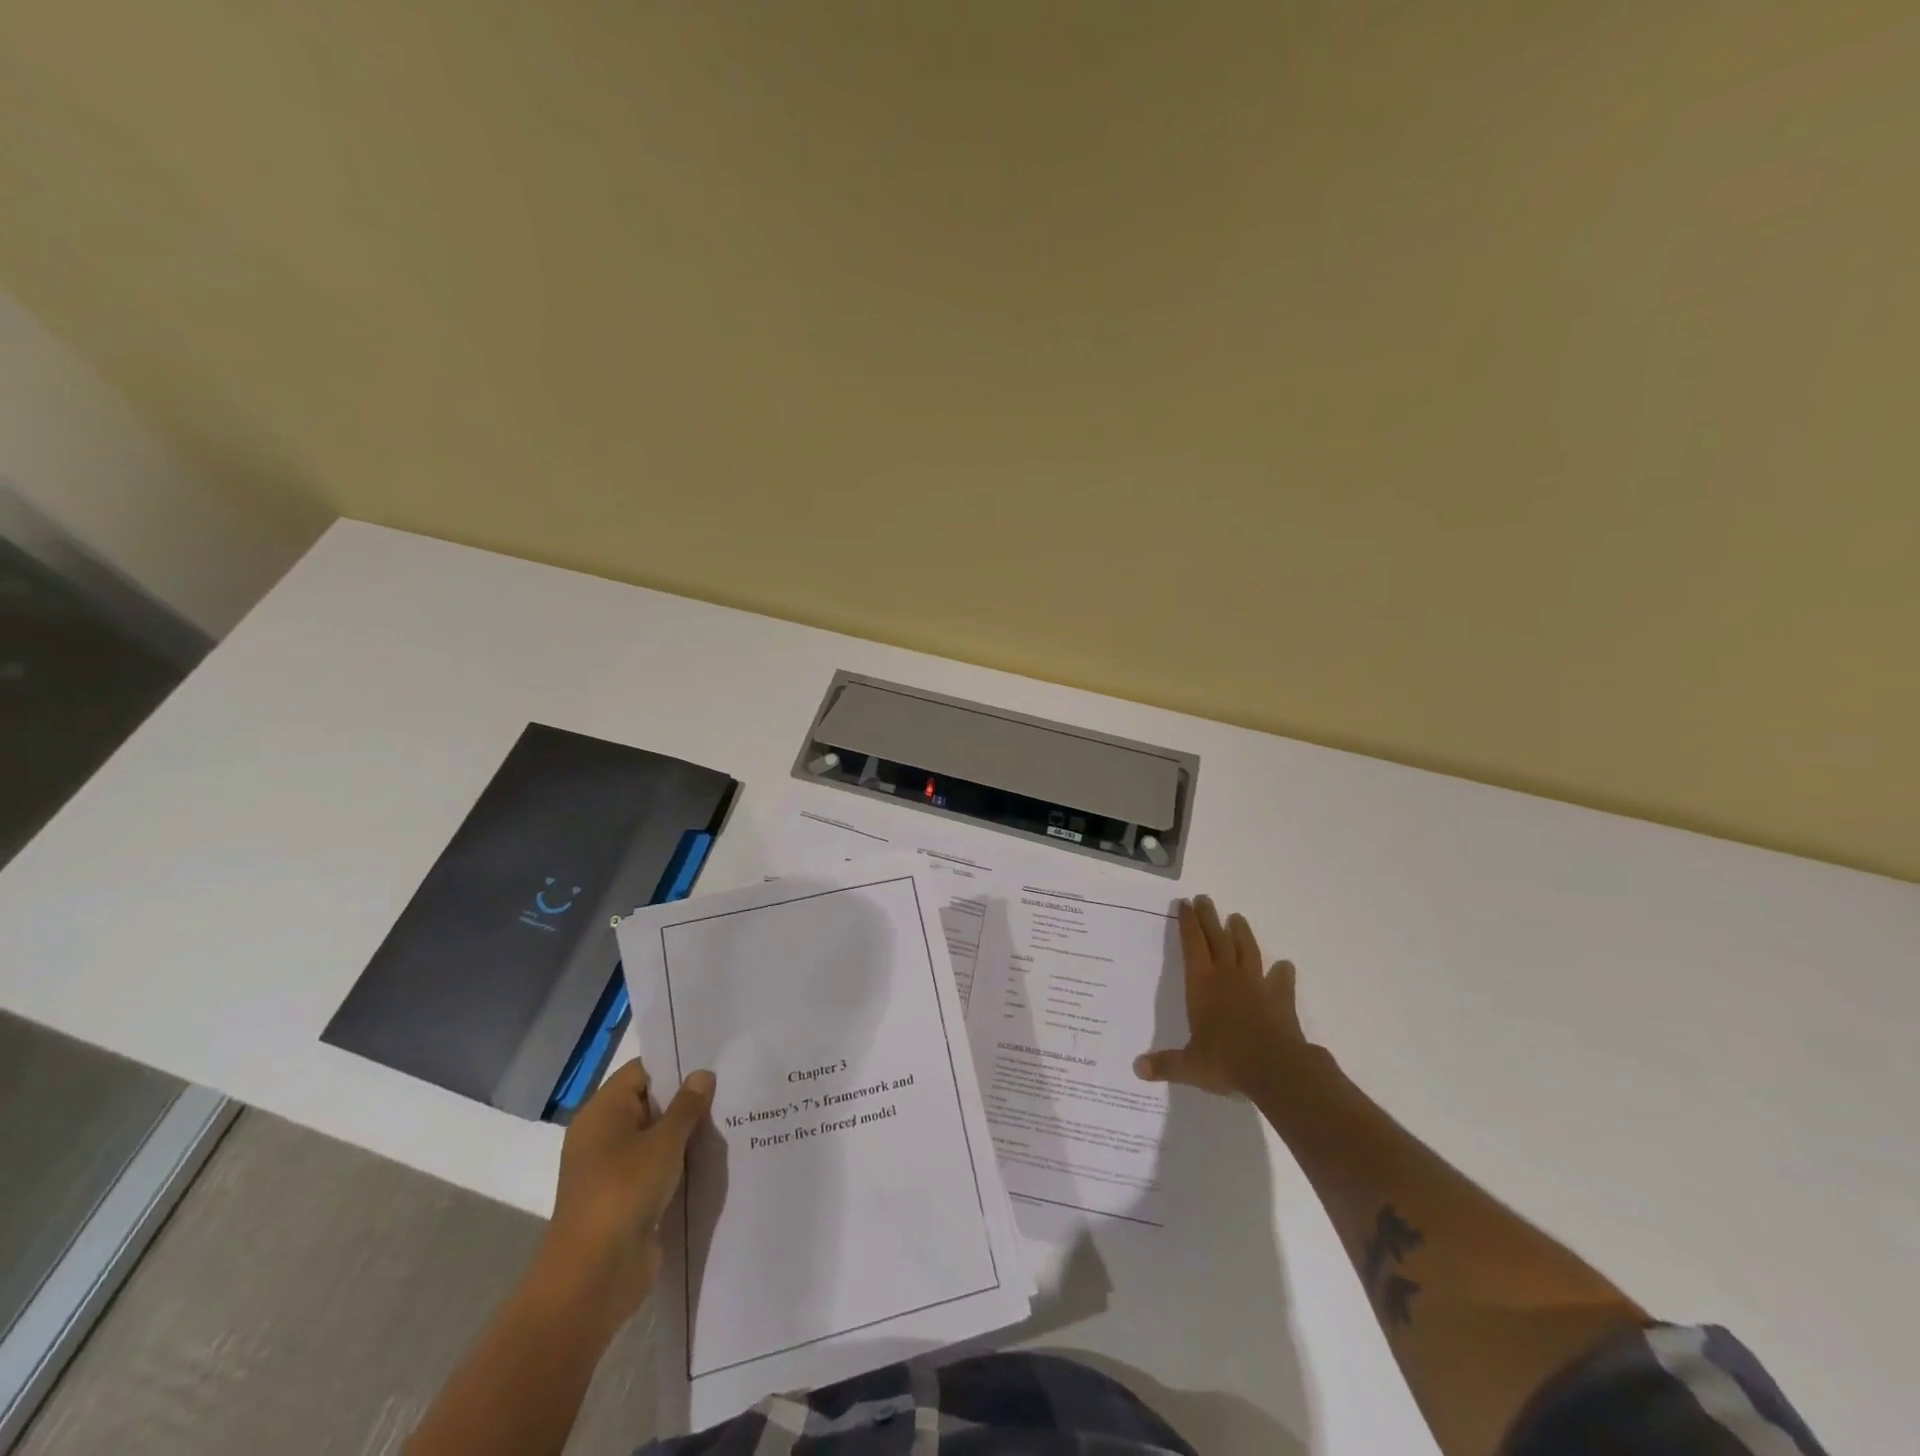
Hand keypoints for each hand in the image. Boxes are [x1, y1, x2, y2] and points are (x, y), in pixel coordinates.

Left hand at [539, 1059, 715, 1332]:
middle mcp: (603, 1136)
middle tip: (731, 1085)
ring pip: (656, 1138)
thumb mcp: (663, 1142)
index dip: (675, 1063)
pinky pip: (658, 1168)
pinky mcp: (627, 1199)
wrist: (593, 1277)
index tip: (713, 1059)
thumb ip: (687, 1106)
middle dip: (687, 1098)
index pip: (641, 1071)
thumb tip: (702, 1074)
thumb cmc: (624, 1192)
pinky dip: (680, 1163)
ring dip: (686, 1133)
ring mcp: (614, 1170)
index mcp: (602, 1113)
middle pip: (650, 1103)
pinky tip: (714, 1157)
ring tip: (731, 1118)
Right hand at [1134, 895, 1306, 1096]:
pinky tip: (1283, 966)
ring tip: (1237, 918)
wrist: (1276, 1069)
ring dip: (1241, 933)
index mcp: (1201, 984)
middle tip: (1204, 899)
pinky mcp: (1280, 998)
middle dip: (1209, 917)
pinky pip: (1281, 979)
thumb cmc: (1226, 1061)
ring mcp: (1256, 985)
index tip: (1185, 903)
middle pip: (1217, 938)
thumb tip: (1137, 1069)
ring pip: (1247, 950)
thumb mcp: (1190, 1066)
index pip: (1192, 944)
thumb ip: (1165, 1064)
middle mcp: (1227, 976)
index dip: (1187, 923)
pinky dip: (1281, 971)